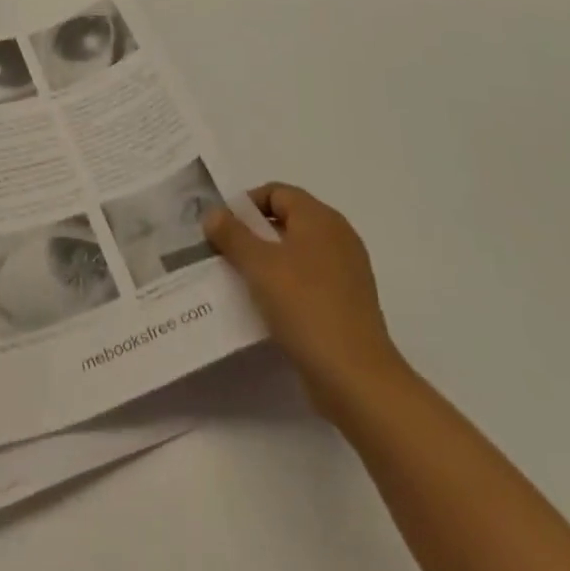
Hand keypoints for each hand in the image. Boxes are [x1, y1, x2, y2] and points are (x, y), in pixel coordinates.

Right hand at [204, 183, 404, 419]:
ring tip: (241, 282)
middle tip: (225, 254)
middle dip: (253, 234)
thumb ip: (231, 234)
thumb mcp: (258, 265)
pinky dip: (286, 286)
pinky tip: (267, 308)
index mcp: (320, 218)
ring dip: (268, 263)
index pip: (276, 192)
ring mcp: (347, 272)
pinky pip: (309, 281)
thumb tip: (213, 213)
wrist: (356, 378)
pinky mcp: (348, 304)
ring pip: (296, 253)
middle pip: (286, 221)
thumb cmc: (304, 307)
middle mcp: (338, 237)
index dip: (246, 205)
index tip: (222, 229)